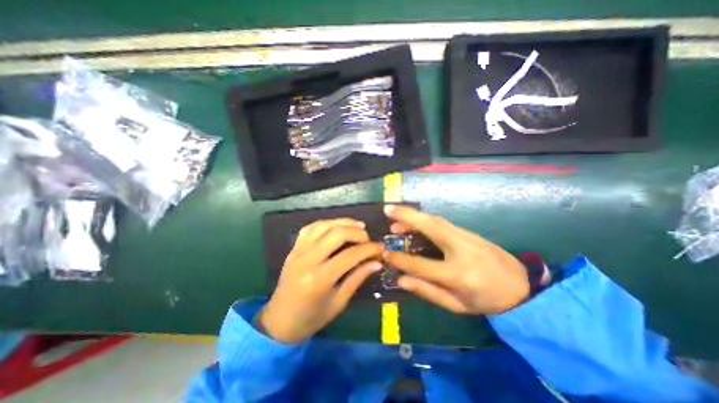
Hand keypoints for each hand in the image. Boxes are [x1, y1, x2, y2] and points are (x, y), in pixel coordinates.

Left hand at [258, 217, 383, 342]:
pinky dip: (327, 223)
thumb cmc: (312, 317)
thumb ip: (358, 277)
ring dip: (344, 222)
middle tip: (368, 239)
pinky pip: (310, 227)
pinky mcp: (294, 248)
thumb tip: (377, 262)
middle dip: (358, 232)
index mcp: (319, 279)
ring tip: (358, 227)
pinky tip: (337, 226)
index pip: (350, 255)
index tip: (380, 248)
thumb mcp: (339, 302)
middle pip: (337, 234)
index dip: (369, 249)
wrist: (280, 320)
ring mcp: (298, 251)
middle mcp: (307, 260)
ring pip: (324, 225)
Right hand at [384, 204, 528, 314]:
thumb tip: (401, 279)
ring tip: (396, 218)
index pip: (421, 264)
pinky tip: (414, 221)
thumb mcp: (456, 305)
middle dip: (407, 216)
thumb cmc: (486, 300)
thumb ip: (427, 290)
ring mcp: (466, 237)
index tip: (385, 253)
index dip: (401, 259)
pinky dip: (424, 219)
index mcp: (457, 275)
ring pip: (435, 220)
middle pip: (430, 227)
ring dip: (414, 216)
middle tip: (388, 210)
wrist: (521, 287)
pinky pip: (441, 222)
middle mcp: (461, 249)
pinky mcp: (467, 231)